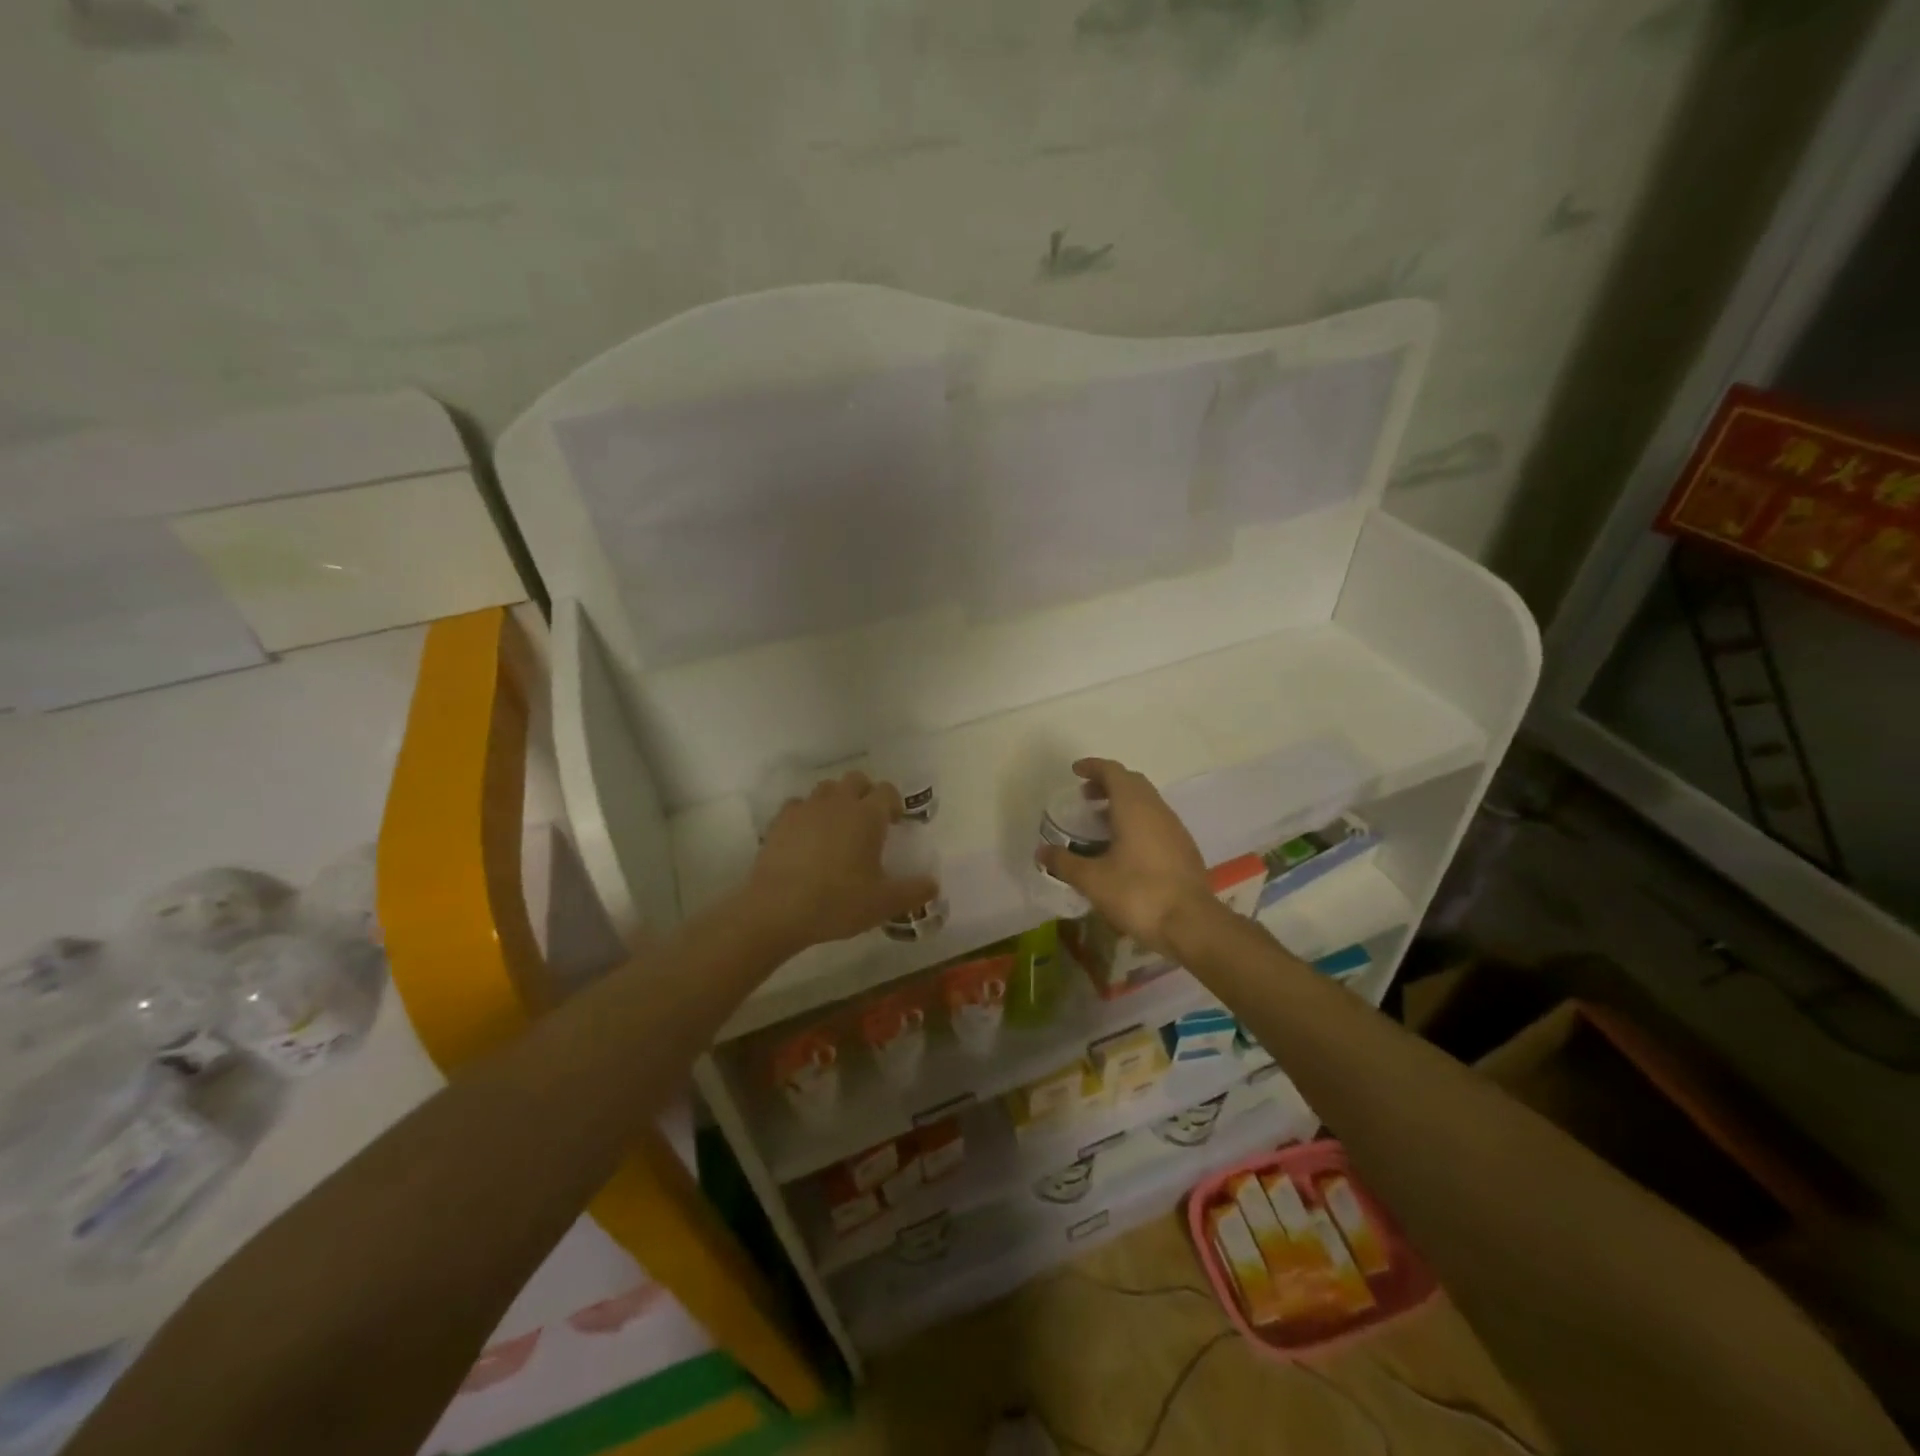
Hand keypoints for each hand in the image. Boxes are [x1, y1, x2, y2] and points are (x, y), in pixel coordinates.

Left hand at [743, 772, 938, 952]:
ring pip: (826, 789)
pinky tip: (806, 838)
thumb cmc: (838, 902)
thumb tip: (934, 884)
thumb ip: (915, 891)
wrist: (777, 909)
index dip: (894, 803)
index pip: (887, 791)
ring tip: (837, 828)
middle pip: (856, 779)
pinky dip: (807, 815)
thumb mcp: (884, 903)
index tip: (894, 823)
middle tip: (868, 822)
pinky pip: (798, 806)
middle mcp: (838, 802)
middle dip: (865, 794)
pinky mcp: (779, 821)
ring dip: (836, 801)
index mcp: (867, 815)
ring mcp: (806, 808)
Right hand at [1037, 758, 1217, 957]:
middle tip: (1085, 797)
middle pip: (1132, 782)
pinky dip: (1137, 821)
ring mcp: (1175, 828)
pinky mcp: (1184, 848)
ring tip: (1101, 823)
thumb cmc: (1138, 893)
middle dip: (1107, 783)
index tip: (1075, 771)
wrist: (1191, 924)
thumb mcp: (1093, 880)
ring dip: (1123, 803)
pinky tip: (1125, 847)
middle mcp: (1157, 809)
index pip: (1113, 772)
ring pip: (1147, 802)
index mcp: (1134, 807)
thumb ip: (1064, 862)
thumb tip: (1041, 852)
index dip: (1093, 767)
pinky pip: (1156, 821)